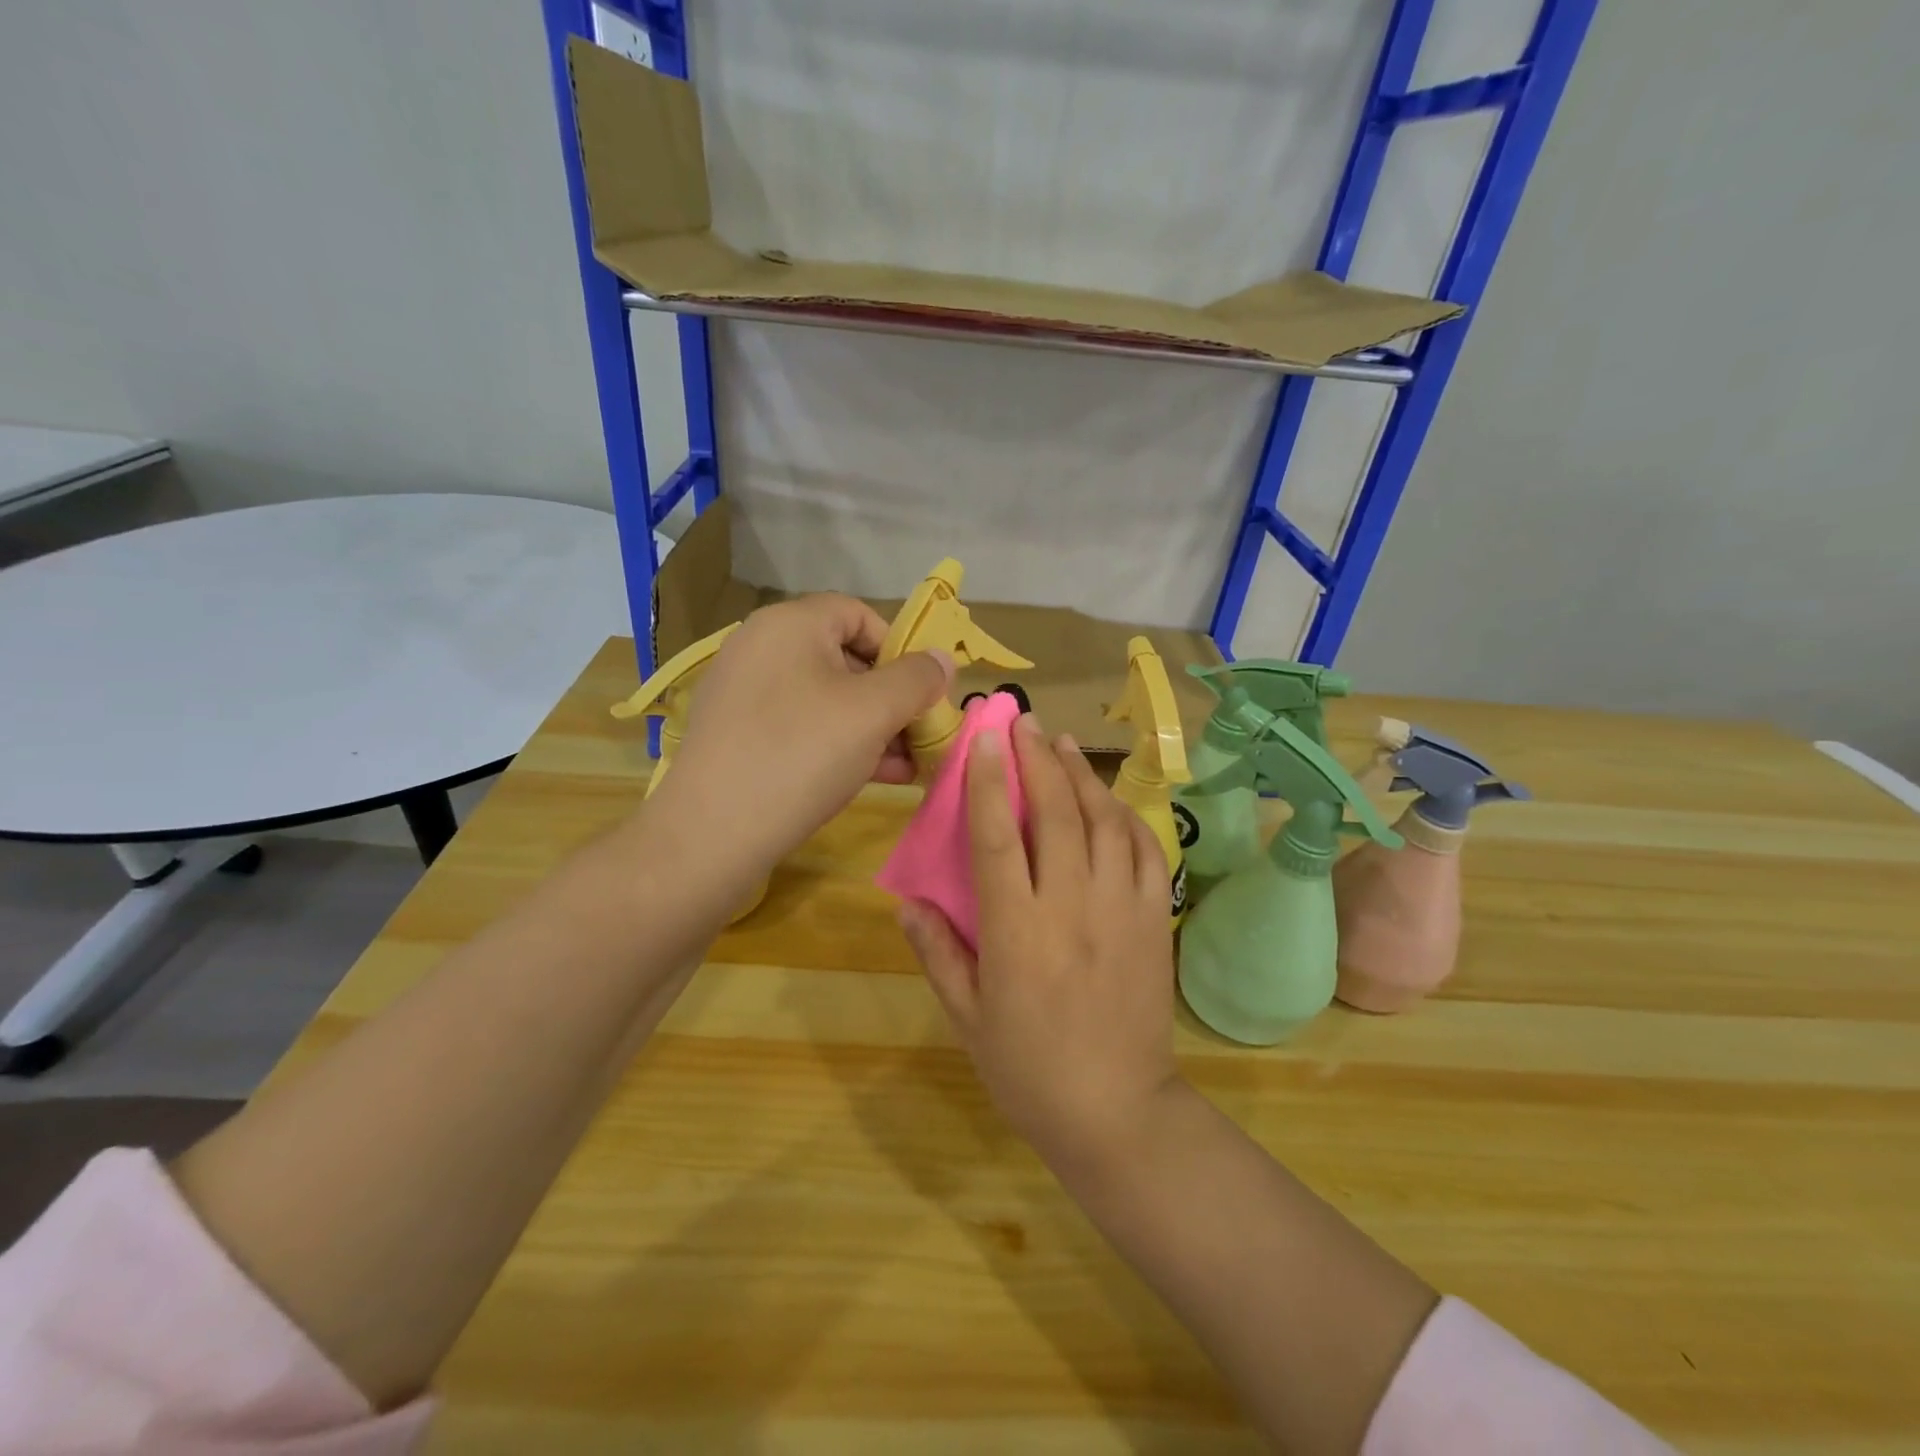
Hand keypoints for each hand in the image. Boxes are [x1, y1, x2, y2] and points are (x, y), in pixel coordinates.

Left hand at [655, 594, 952, 875]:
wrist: (711, 834)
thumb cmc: (801, 754)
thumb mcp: (874, 712)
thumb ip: (917, 679)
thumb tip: (942, 659)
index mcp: (789, 624)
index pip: (859, 614)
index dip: (899, 648)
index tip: (924, 692)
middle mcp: (762, 648)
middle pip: (845, 659)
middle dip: (892, 697)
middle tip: (921, 735)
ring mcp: (746, 694)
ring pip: (827, 699)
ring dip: (873, 727)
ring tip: (908, 765)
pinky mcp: (739, 736)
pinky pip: (802, 727)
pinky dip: (840, 744)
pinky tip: (875, 776)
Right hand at [900, 714, 1182, 1170]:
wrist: (1118, 1111)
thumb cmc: (1029, 1069)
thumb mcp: (967, 1018)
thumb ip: (938, 952)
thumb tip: (908, 901)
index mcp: (1017, 931)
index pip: (997, 837)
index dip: (986, 782)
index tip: (983, 739)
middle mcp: (1071, 906)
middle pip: (1055, 813)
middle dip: (1037, 760)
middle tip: (1024, 723)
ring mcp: (1121, 909)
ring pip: (1104, 822)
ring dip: (1081, 777)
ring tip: (1062, 745)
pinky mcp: (1155, 920)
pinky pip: (1145, 852)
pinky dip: (1126, 818)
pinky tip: (1109, 802)